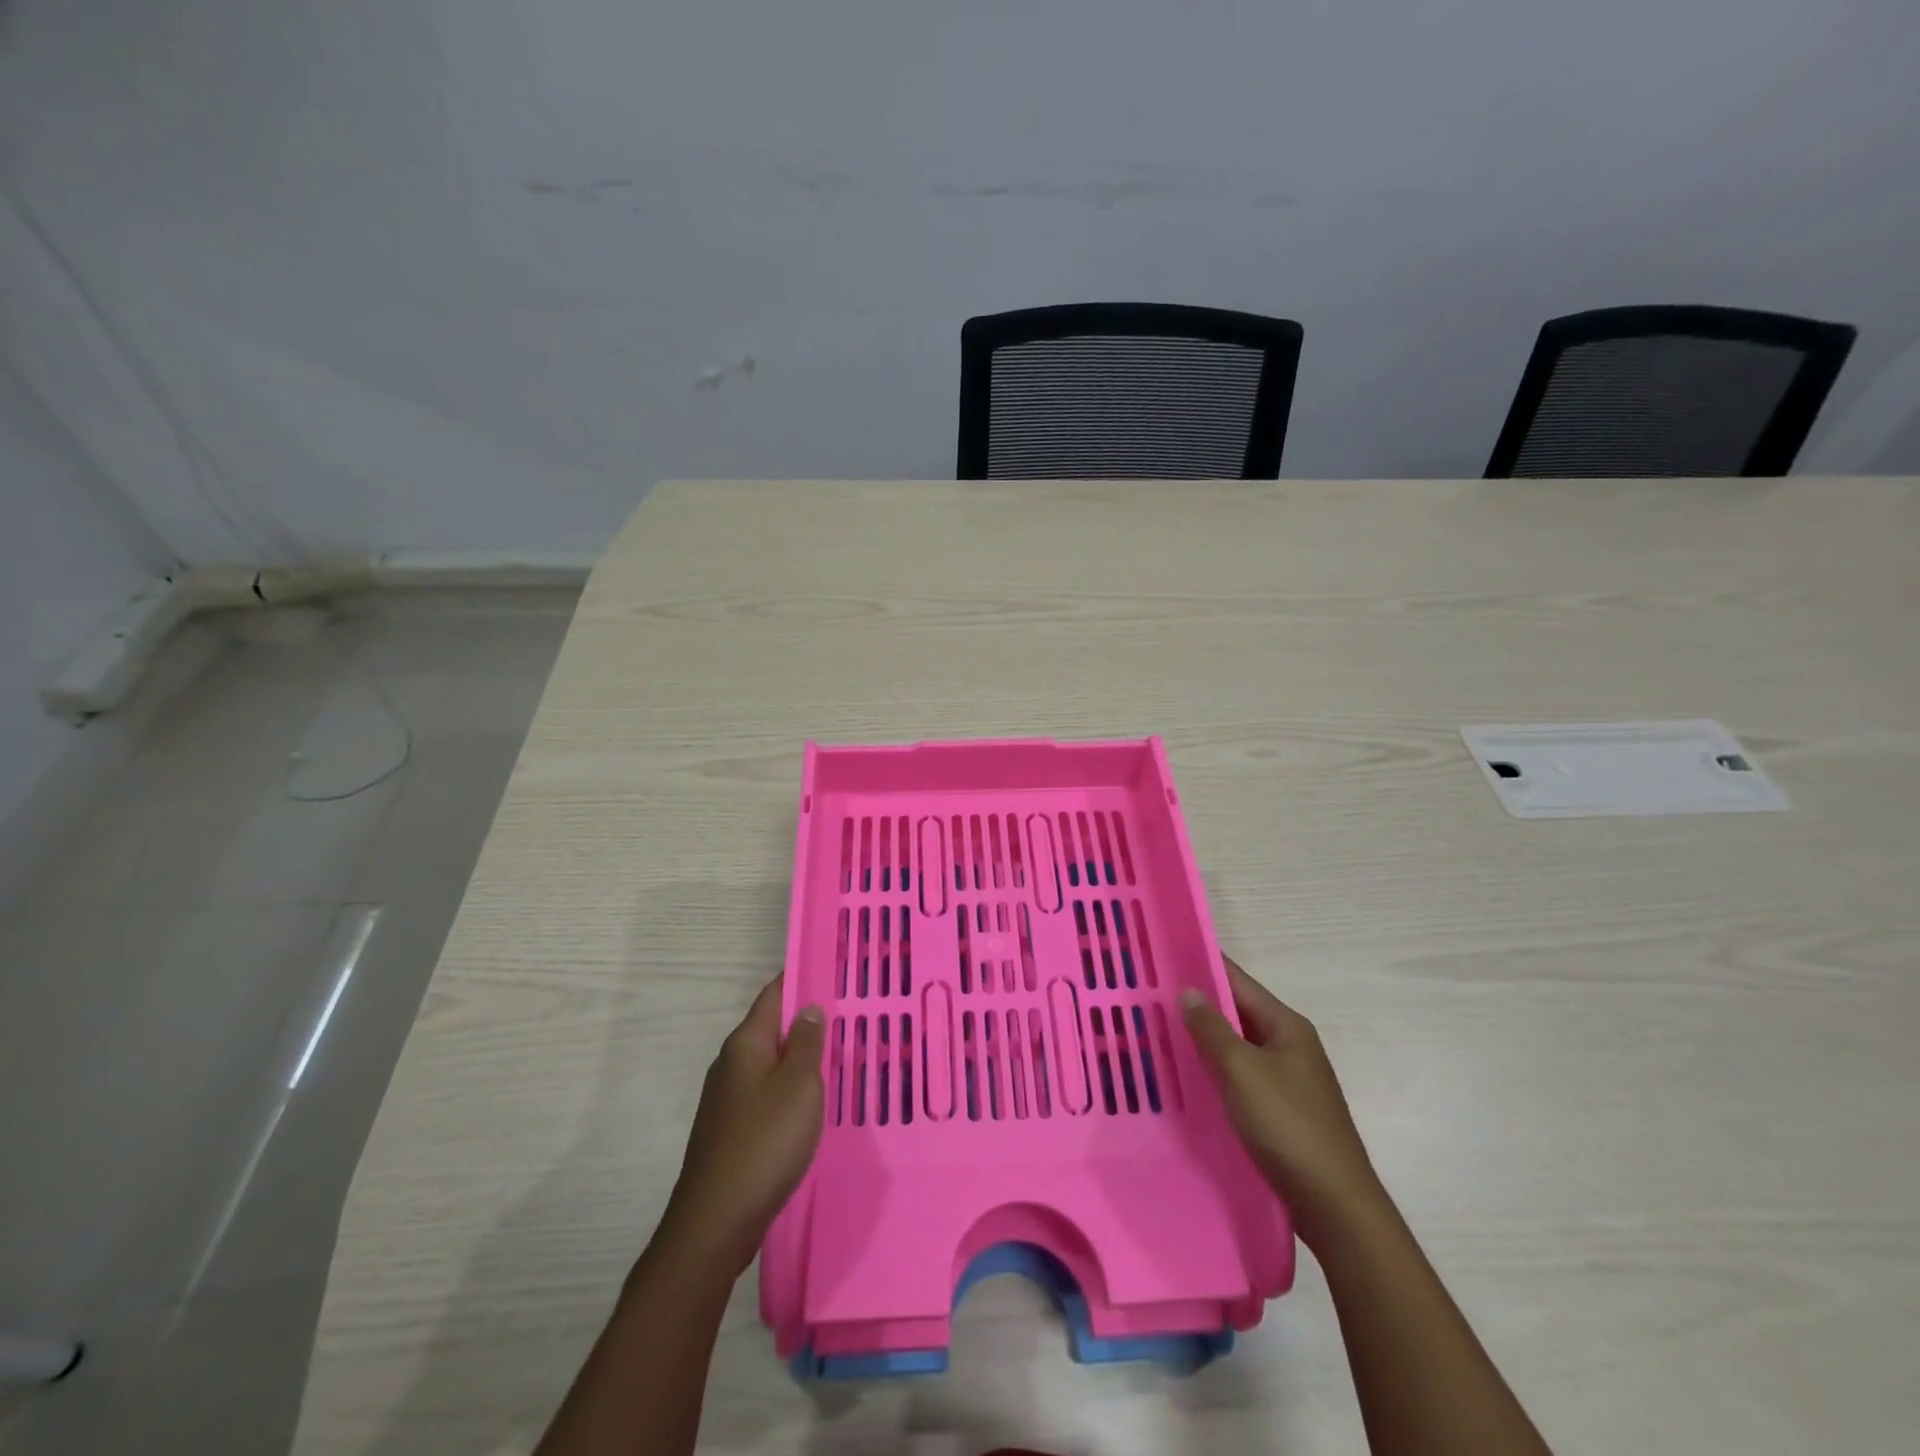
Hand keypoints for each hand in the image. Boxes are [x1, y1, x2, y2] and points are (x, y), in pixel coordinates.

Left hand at [660, 975, 825, 1274]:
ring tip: (838, 1058)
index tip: (832, 970)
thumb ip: (806, 1043)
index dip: (801, 978)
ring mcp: (727, 1099)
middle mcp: (731, 1063)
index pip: (774, 994)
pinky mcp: (731, 1129)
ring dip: (800, 1058)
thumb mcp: (799, 1085)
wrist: (716, 1222)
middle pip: (772, 1028)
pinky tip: (812, 1104)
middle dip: (806, 1021)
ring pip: (771, 1064)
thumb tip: (808, 1008)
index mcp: (745, 1043)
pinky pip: (766, 1094)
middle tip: (848, 1016)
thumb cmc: (764, 1142)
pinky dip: (790, 1090)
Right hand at [1182, 956, 1383, 1251]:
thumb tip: (1189, 991)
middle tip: (1149, 996)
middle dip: (1197, 1005)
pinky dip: (1214, 1072)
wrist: (1335, 1206)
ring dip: (1203, 1041)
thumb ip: (1212, 1029)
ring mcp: (1287, 1080)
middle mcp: (1290, 1046)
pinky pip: (1240, 1078)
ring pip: (1236, 1048)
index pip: (1238, 981)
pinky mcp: (1281, 1112)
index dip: (1202, 966)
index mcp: (1287, 1026)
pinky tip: (1186, 1078)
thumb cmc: (1288, 1126)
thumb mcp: (1242, 1071)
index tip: (1164, 955)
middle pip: (1237, 1013)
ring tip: (1158, 1032)